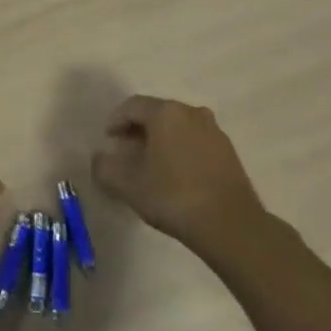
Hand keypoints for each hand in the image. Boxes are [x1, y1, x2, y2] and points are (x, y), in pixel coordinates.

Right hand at [91, 95, 268, 255]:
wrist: (230, 225)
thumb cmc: (173, 197)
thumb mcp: (127, 185)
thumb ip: (104, 167)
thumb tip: (100, 157)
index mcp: (165, 113)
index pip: (131, 106)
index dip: (115, 122)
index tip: (108, 143)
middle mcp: (191, 112)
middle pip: (156, 113)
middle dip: (137, 130)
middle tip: (125, 153)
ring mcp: (214, 130)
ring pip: (178, 127)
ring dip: (160, 140)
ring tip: (150, 166)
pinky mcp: (228, 151)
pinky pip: (195, 141)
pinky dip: (180, 150)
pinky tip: (176, 175)